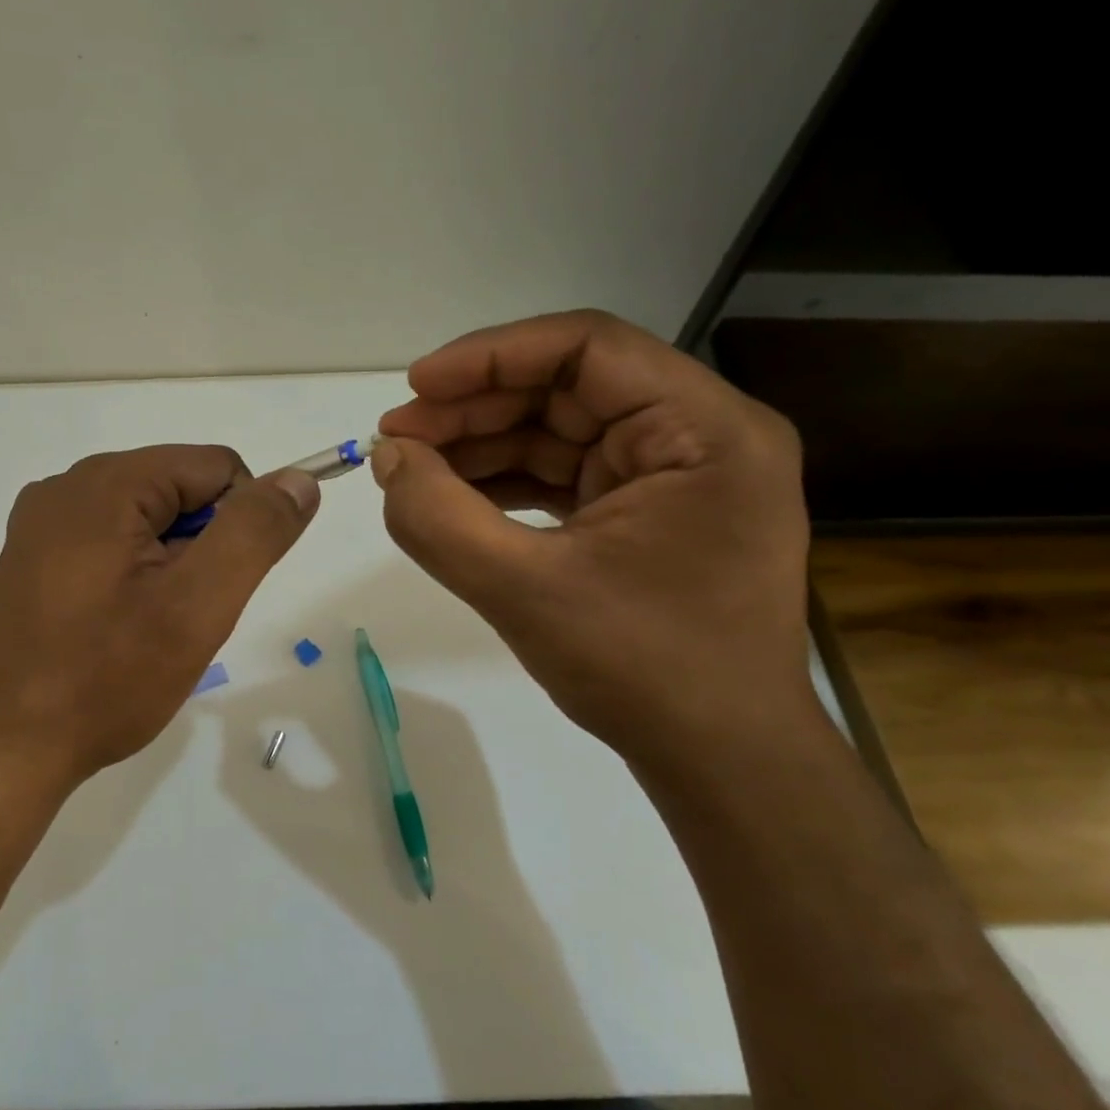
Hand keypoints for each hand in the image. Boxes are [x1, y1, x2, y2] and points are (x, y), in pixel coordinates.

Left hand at [0, 446, 319, 788]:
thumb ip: (255, 532)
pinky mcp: (33, 556)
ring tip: (147, 626)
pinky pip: (113, 541)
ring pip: (150, 518)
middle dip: (201, 547)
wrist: (2, 749)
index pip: (218, 467)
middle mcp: (68, 485)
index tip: (217, 588)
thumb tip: (300, 479)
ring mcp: (44, 521)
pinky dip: (136, 574)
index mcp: (107, 482)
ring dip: (171, 564)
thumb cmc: (105, 677)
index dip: (240, 524)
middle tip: (179, 616)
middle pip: (180, 489)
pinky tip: (118, 626)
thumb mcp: (197, 605)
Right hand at [373, 311, 812, 767]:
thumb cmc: (644, 672)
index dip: (491, 356)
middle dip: (476, 408)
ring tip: (411, 467)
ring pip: (562, 428)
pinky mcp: (652, 508)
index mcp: (705, 430)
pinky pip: (568, 471)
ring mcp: (678, 473)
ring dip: (483, 444)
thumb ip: (438, 518)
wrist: (722, 762)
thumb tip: (386, 458)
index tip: (417, 387)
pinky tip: (452, 494)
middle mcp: (702, 435)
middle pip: (569, 387)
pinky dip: (507, 479)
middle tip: (398, 438)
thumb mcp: (524, 590)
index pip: (588, 347)